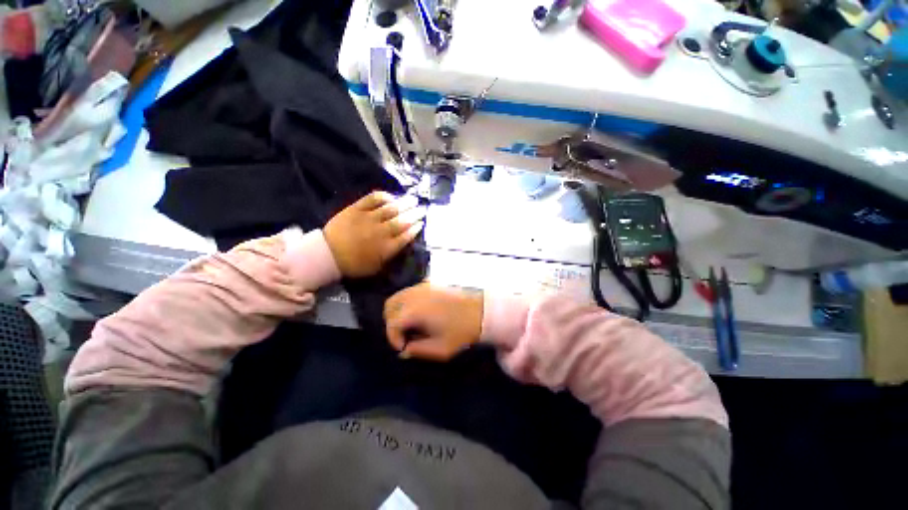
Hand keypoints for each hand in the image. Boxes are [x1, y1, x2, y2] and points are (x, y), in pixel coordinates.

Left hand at [324, 191, 425, 277]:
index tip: (421, 223)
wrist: (327, 254)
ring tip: (413, 199)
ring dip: (404, 204)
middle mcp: (381, 232)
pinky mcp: (356, 209)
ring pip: (391, 209)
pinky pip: (372, 199)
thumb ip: (391, 255)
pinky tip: (391, 197)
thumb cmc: (353, 264)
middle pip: (402, 221)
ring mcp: (368, 218)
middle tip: (422, 209)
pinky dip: (383, 197)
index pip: (406, 236)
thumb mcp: (376, 267)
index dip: (415, 229)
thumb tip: (402, 244)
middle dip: (414, 214)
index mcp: (386, 248)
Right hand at [384, 283, 483, 360]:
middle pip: (390, 305)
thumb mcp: (440, 349)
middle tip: (403, 335)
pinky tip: (418, 313)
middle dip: (391, 322)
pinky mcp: (430, 283)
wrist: (481, 311)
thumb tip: (404, 350)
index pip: (392, 322)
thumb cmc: (461, 332)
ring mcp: (423, 286)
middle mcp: (416, 294)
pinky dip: (406, 302)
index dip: (393, 337)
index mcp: (416, 310)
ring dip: (397, 311)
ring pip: (398, 295)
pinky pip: (409, 291)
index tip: (403, 347)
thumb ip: (417, 350)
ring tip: (410, 325)